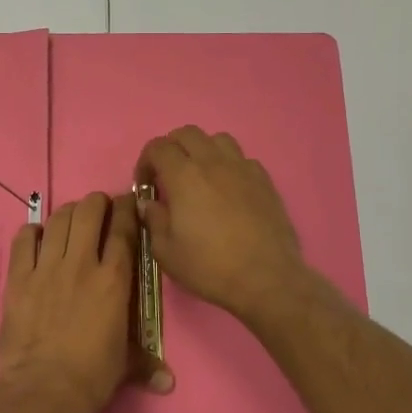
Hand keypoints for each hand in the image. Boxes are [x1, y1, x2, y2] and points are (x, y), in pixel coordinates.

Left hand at [0, 191, 170, 412]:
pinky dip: (32, 232)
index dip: (127, 210)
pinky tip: (37, 236)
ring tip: (72, 218)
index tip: (128, 203)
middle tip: (99, 208)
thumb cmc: (91, 377)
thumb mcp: (125, 365)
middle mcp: (81, 264)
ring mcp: (47, 268)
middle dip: (97, 202)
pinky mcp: (18, 278)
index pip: (123, 230)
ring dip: (68, 213)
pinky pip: (24, 240)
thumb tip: (168, 381)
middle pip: (89, 212)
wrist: (43, 390)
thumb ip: (146, 363)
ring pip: (58, 220)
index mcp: (114, 280)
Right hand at [135, 127, 308, 321]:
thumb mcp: (166, 252)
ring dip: (203, 150)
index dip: (145, 162)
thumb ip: (153, 220)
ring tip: (200, 175)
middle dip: (172, 148)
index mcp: (184, 176)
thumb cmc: (210, 267)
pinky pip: (242, 159)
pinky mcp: (264, 180)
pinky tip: (228, 189)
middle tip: (168, 175)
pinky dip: (229, 165)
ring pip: (218, 140)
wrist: (266, 279)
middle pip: (187, 133)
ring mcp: (242, 169)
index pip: (158, 147)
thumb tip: (149, 203)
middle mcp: (213, 162)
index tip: (145, 185)